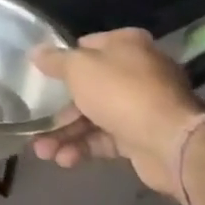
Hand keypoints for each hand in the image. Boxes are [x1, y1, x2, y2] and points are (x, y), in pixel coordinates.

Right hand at [28, 29, 204, 196]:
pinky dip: (83, 147)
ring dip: (65, 134)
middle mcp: (136, 72)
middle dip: (58, 109)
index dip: (63, 60)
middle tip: (35, 122)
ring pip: (93, 116)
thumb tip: (36, 52)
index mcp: (126, 46)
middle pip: (87, 87)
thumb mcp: (78, 68)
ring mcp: (140, 106)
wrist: (169, 142)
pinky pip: (104, 139)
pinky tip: (64, 159)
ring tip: (42, 152)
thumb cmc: (120, 92)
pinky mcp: (141, 137)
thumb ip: (54, 60)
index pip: (87, 46)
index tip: (42, 74)